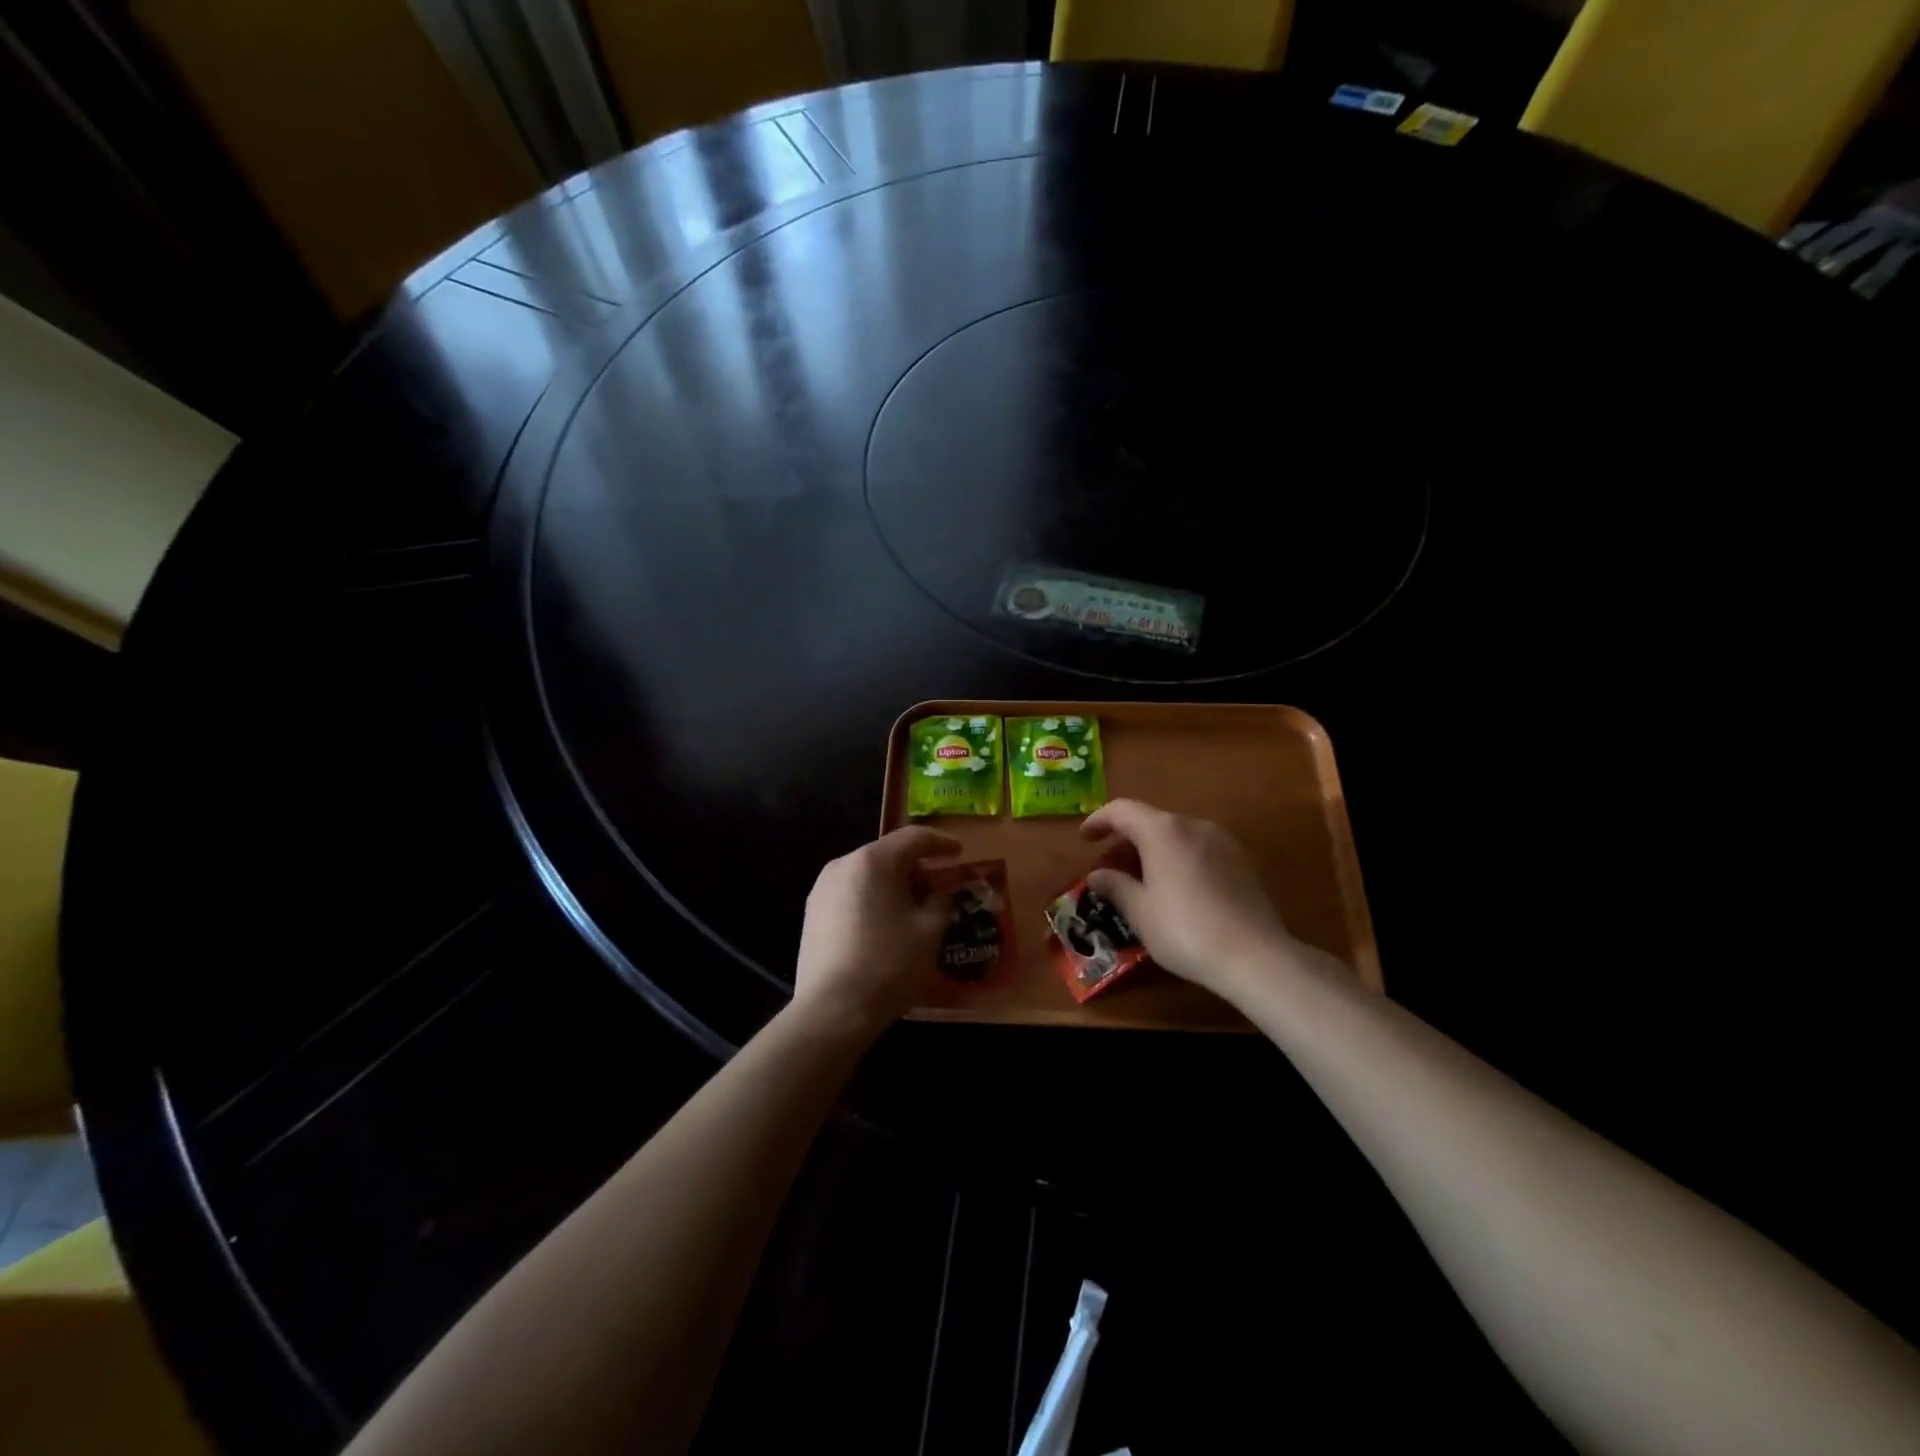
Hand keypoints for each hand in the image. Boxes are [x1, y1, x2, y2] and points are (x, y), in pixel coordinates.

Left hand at [792, 826, 960, 1040]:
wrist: (832, 1010)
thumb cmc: (888, 965)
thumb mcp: (929, 932)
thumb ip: (940, 902)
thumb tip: (940, 892)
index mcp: (872, 861)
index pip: (913, 838)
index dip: (940, 843)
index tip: (959, 853)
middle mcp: (843, 864)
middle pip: (887, 854)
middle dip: (917, 867)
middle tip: (940, 887)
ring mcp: (822, 889)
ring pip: (867, 874)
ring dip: (894, 884)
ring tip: (915, 908)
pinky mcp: (812, 913)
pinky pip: (851, 893)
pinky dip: (873, 898)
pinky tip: (886, 924)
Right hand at [1081, 800, 1336, 1003]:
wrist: (1256, 956)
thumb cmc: (1185, 930)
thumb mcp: (1140, 912)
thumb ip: (1116, 886)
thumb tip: (1097, 875)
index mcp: (1163, 830)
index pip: (1122, 810)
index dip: (1098, 820)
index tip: (1084, 838)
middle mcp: (1194, 825)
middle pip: (1151, 820)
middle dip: (1126, 839)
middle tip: (1109, 866)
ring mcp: (1222, 842)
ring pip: (1176, 836)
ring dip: (1153, 850)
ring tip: (1140, 879)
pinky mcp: (1241, 862)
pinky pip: (1198, 850)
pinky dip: (1177, 860)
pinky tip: (1174, 889)